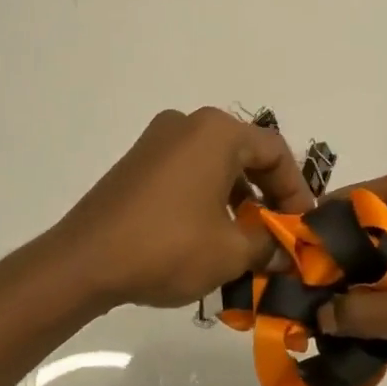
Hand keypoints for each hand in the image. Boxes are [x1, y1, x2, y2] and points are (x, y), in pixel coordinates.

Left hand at [48, 108, 314, 309]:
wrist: (84, 261)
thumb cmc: (167, 247)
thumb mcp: (231, 252)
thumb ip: (269, 245)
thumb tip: (287, 251)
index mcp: (216, 132)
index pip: (276, 152)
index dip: (296, 191)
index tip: (302, 227)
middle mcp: (188, 124)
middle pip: (245, 154)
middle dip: (266, 196)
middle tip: (277, 234)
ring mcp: (157, 140)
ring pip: (215, 164)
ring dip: (237, 199)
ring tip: (244, 241)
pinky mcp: (137, 162)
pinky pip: (187, 171)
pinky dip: (207, 197)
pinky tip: (208, 235)